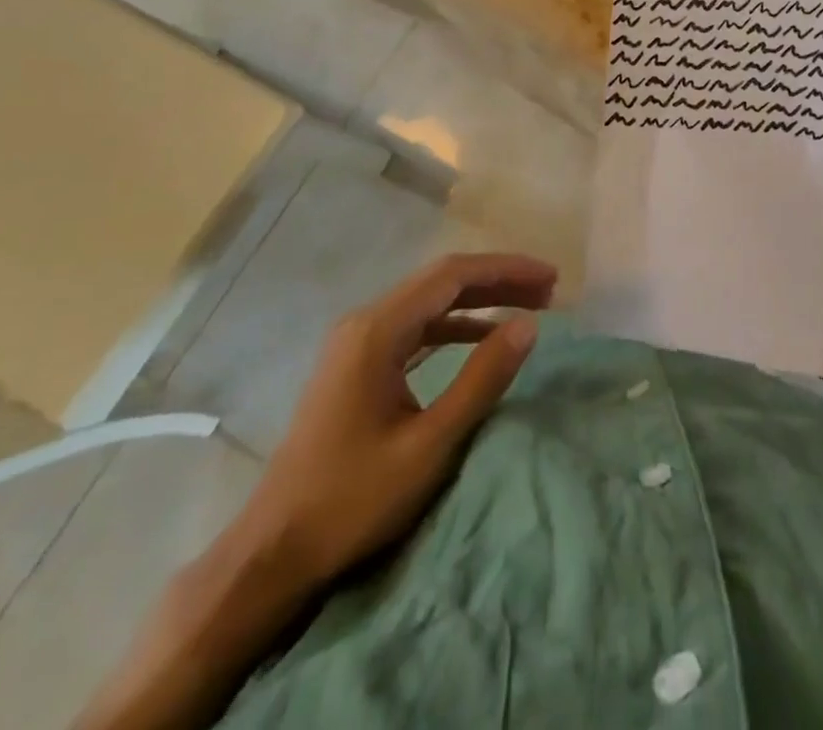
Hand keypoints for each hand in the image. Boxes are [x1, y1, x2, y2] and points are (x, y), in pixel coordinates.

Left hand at [246, 252, 557, 587]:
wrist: (272, 551)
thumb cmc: (353, 499)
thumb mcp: (430, 443)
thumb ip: (482, 379)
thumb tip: (529, 325)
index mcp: (377, 330)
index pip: (452, 275)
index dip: (506, 270)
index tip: (550, 278)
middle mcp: (365, 322)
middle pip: (441, 281)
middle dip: (497, 281)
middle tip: (548, 291)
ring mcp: (356, 342)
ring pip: (429, 302)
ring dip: (478, 301)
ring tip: (527, 307)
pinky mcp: (356, 364)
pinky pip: (415, 327)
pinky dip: (454, 325)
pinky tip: (481, 338)